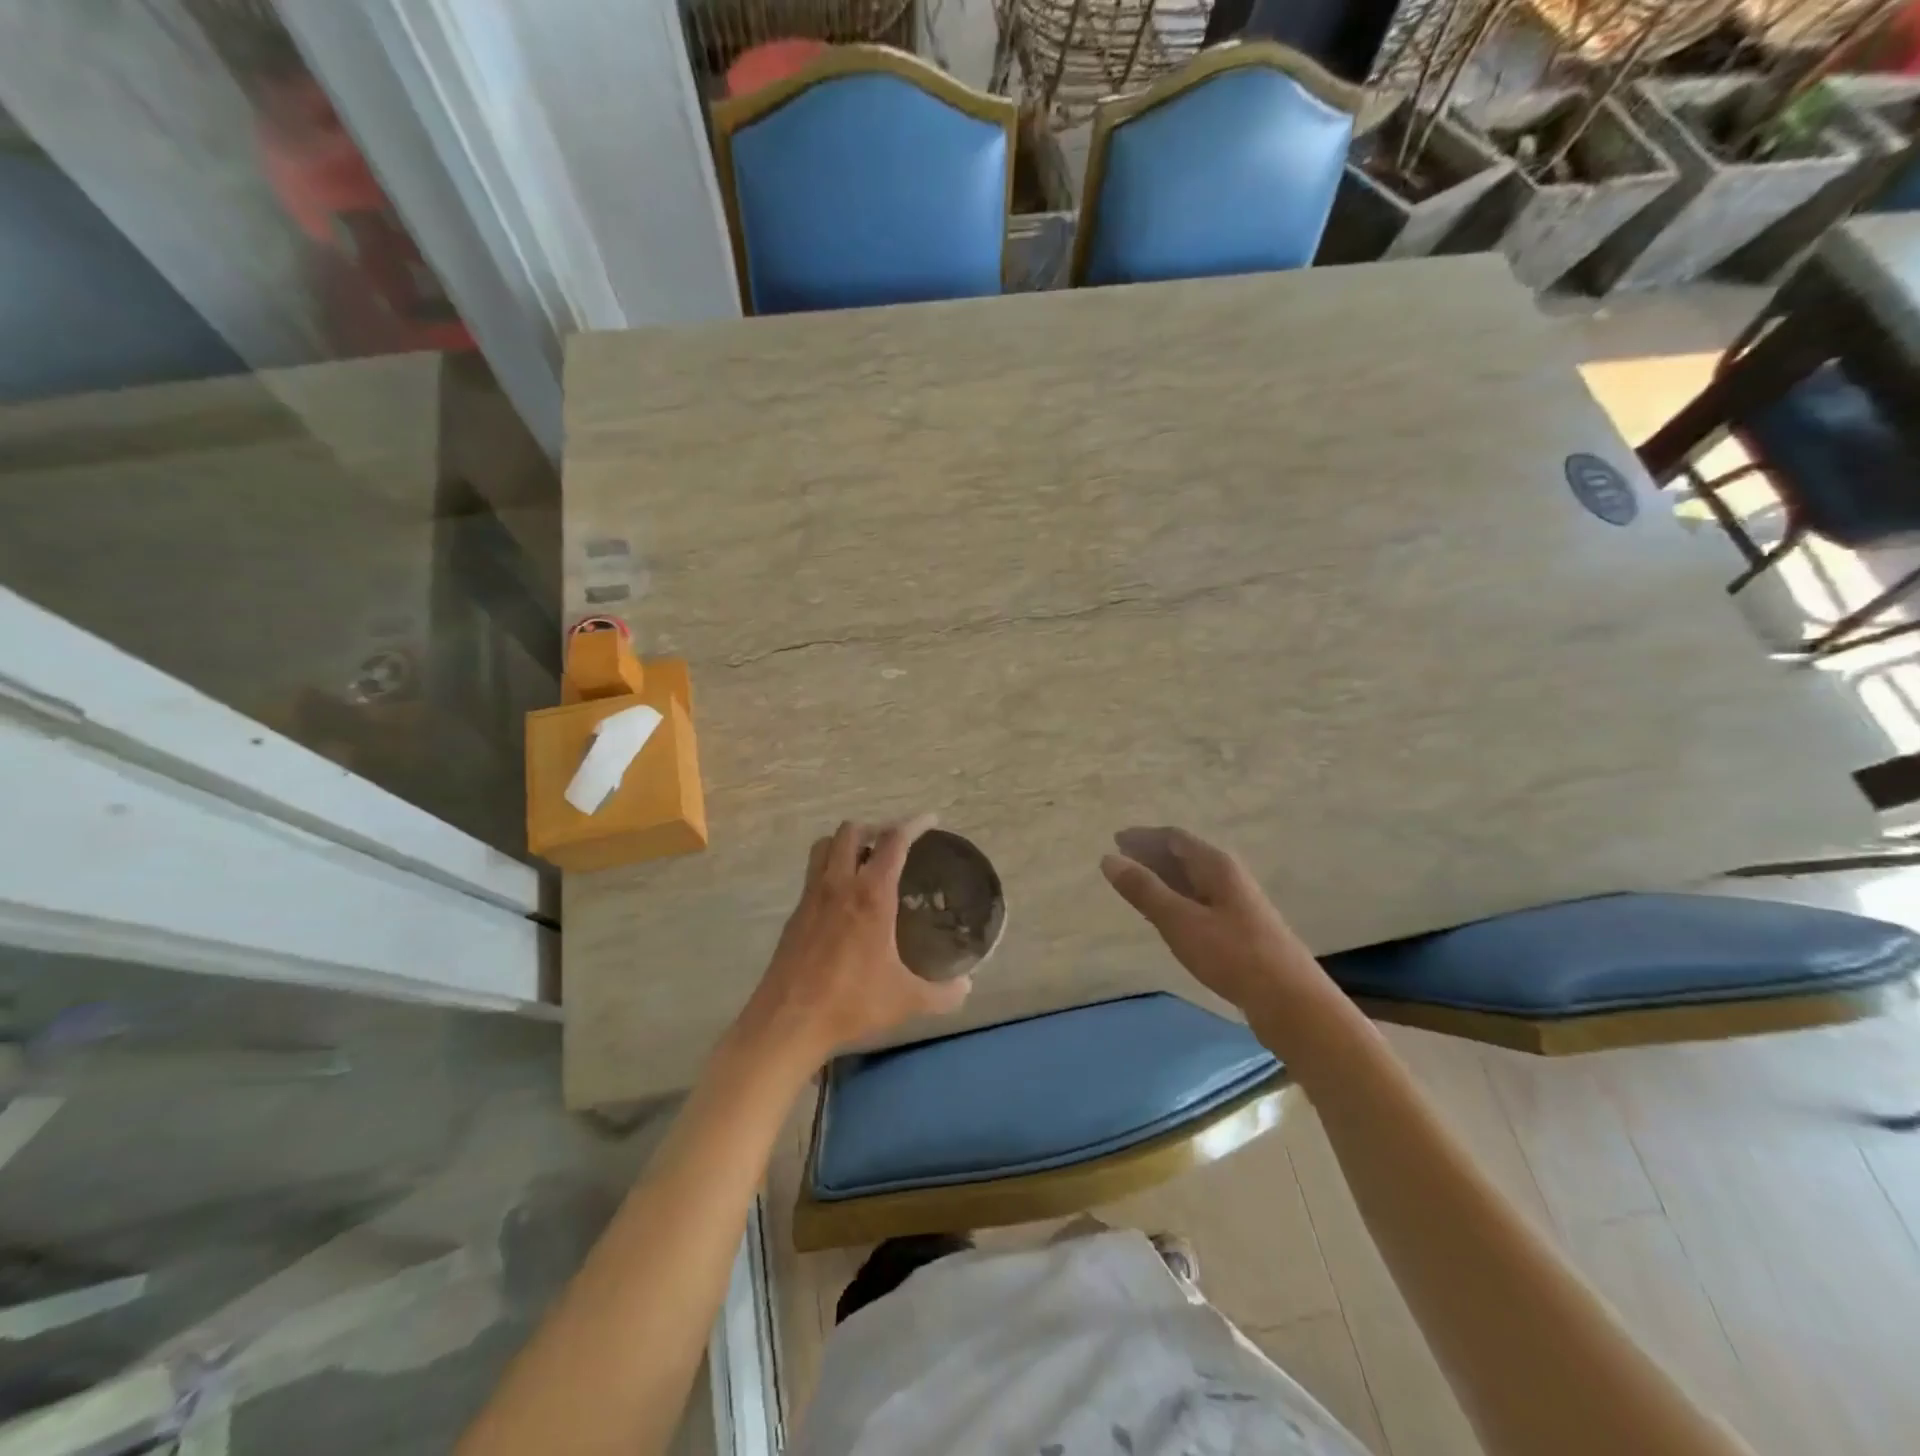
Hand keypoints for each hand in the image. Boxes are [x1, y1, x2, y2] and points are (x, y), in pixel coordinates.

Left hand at [736, 816, 971, 1071]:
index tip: (930, 820)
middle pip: (852, 831)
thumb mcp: (906, 1000)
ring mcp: (811, 897)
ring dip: (846, 844)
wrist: (788, 1022)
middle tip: (894, 845)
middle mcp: (839, 885)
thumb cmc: (851, 1003)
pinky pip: (813, 874)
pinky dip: (830, 870)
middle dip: (875, 829)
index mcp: (871, 895)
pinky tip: (843, 900)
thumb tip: (967, 987)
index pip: (893, 841)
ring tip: (866, 862)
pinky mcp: (795, 914)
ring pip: (824, 846)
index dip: (913, 824)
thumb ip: (942, 993)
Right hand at [1101, 826, 1335, 1033]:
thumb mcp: (1179, 920)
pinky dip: (1177, 900)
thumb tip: (1108, 858)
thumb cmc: (1231, 954)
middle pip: (1186, 856)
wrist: (1290, 1001)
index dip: (1144, 837)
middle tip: (1121, 862)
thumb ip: (1144, 889)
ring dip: (1164, 879)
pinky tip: (1167, 917)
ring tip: (1137, 887)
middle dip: (1152, 855)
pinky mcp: (1242, 929)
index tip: (1116, 840)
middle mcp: (1229, 877)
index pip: (1175, 838)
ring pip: (1194, 880)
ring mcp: (1238, 903)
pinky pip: (1201, 901)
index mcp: (1216, 866)